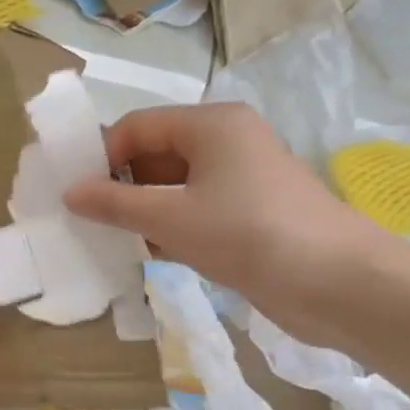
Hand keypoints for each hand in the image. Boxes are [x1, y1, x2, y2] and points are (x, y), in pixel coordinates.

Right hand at [63, 103, 385, 344]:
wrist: (339, 284)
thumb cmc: (248, 234)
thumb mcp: (169, 218)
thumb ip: (114, 203)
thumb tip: (70, 193)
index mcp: (211, 125)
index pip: (137, 126)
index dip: (102, 155)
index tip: (75, 192)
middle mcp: (227, 142)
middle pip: (154, 153)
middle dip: (120, 184)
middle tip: (88, 218)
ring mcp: (241, 179)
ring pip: (173, 185)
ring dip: (141, 210)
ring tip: (111, 238)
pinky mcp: (249, 214)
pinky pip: (194, 210)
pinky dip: (168, 227)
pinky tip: (146, 254)